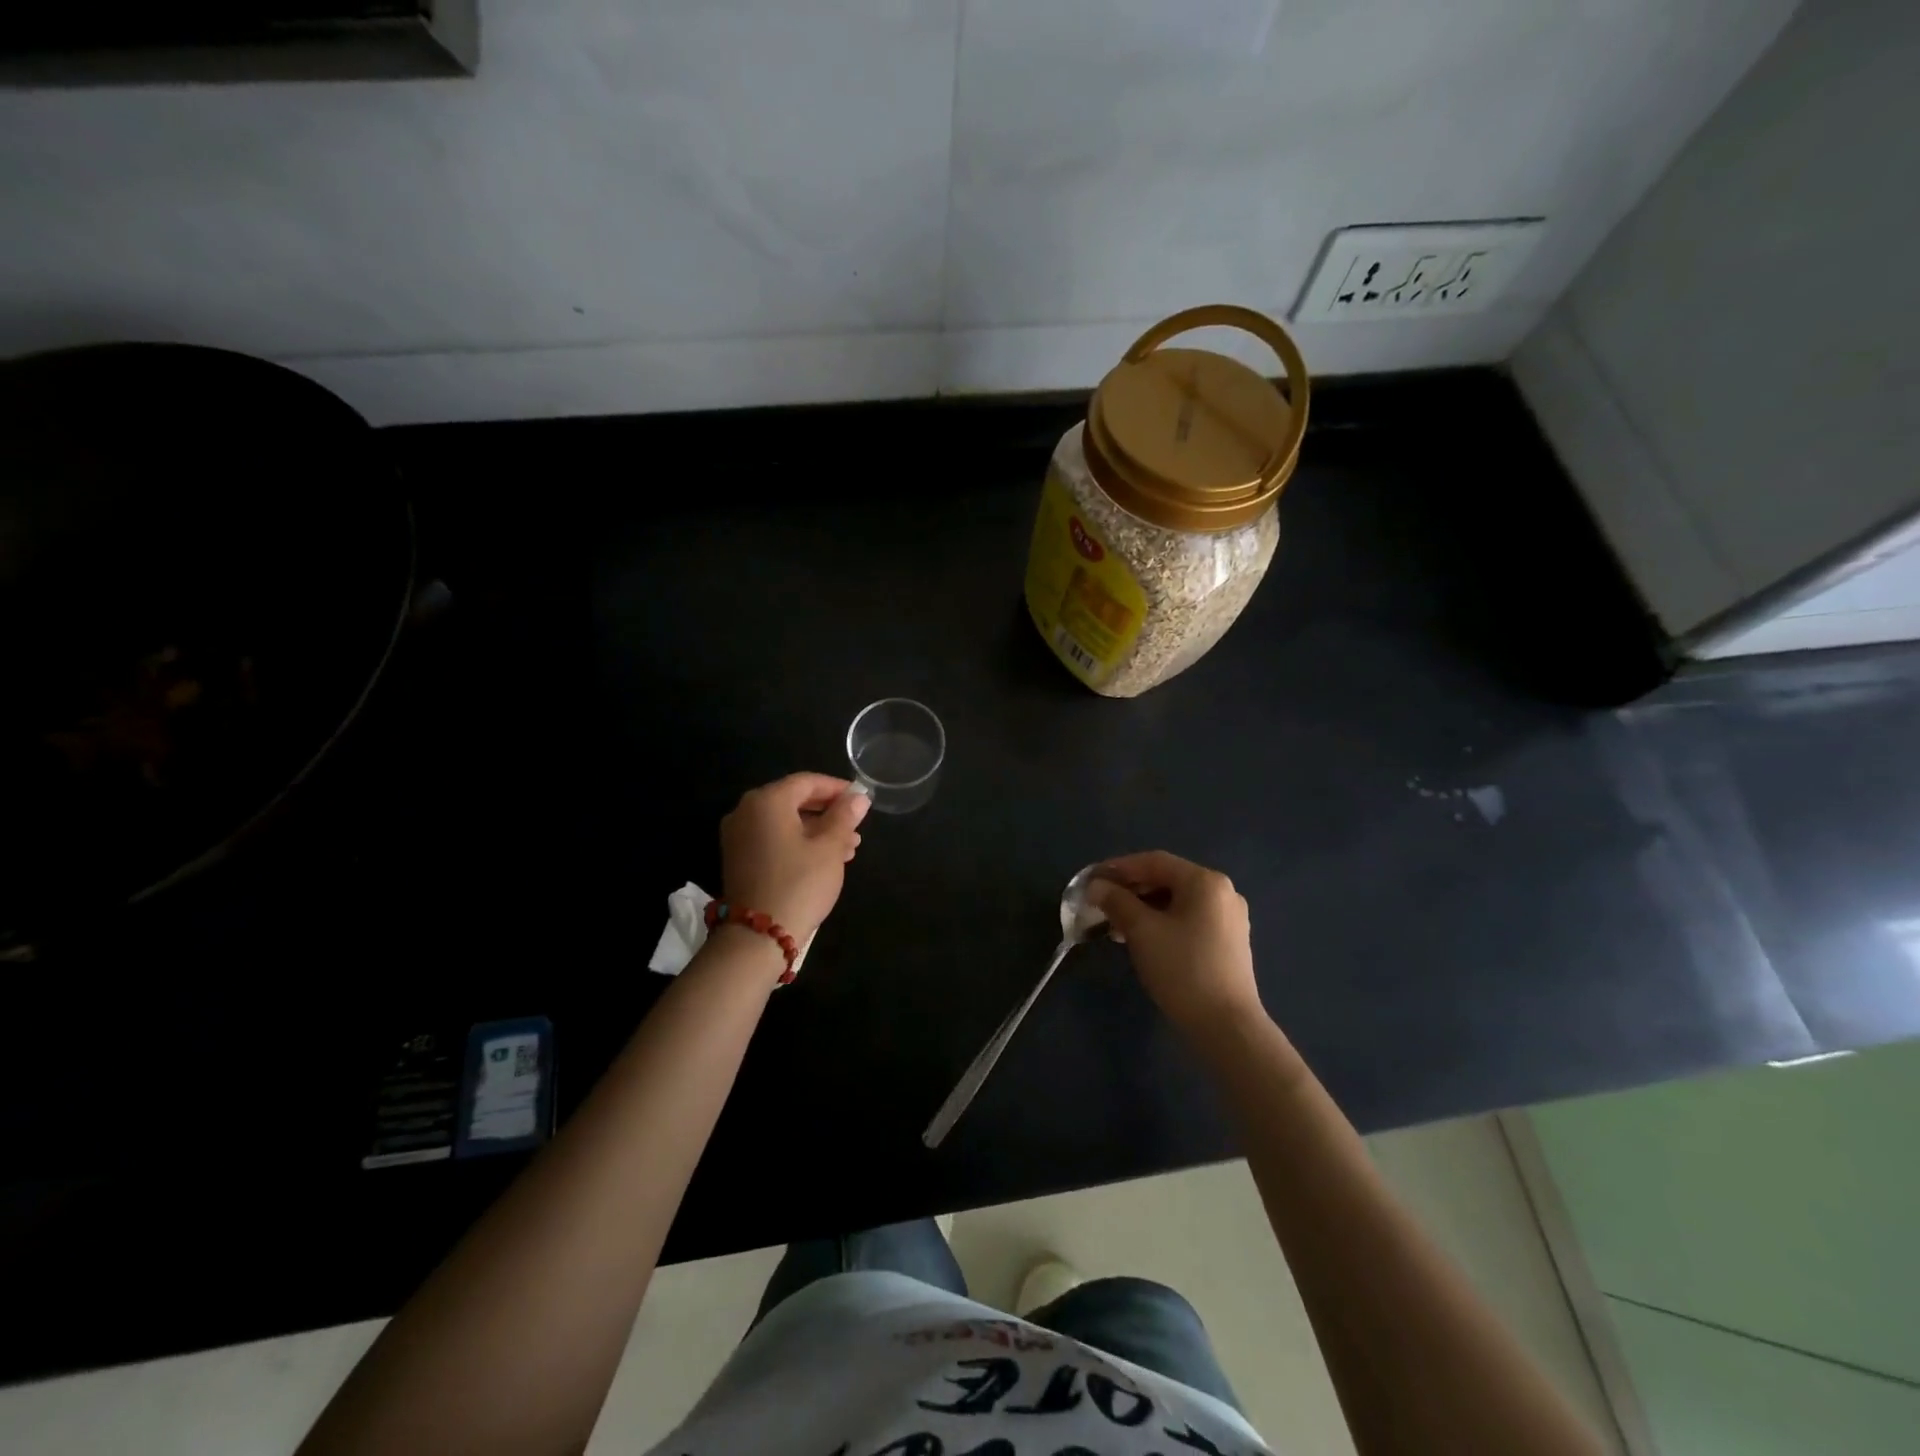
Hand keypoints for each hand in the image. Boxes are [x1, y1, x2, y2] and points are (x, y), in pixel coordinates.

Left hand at [719, 773, 869, 947]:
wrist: (757, 937)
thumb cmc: (799, 883)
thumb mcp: (829, 848)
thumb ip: (844, 817)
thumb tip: (859, 797)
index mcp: (767, 801)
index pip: (806, 781)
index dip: (837, 788)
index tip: (861, 800)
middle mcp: (746, 811)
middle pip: (793, 800)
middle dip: (828, 812)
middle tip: (856, 827)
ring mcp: (738, 836)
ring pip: (785, 822)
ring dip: (817, 830)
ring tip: (848, 849)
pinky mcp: (738, 859)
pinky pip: (773, 839)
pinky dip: (798, 843)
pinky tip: (824, 860)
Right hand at [1086, 851, 1264, 1041]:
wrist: (1226, 1026)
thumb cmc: (1182, 969)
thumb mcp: (1142, 931)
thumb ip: (1116, 901)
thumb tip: (1096, 886)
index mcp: (1205, 881)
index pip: (1154, 861)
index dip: (1118, 867)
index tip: (1091, 879)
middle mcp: (1222, 892)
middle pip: (1167, 879)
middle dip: (1130, 890)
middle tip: (1100, 904)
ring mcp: (1229, 919)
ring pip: (1176, 902)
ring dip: (1143, 908)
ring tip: (1114, 926)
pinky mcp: (1228, 943)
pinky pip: (1188, 920)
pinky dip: (1161, 922)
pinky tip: (1140, 940)